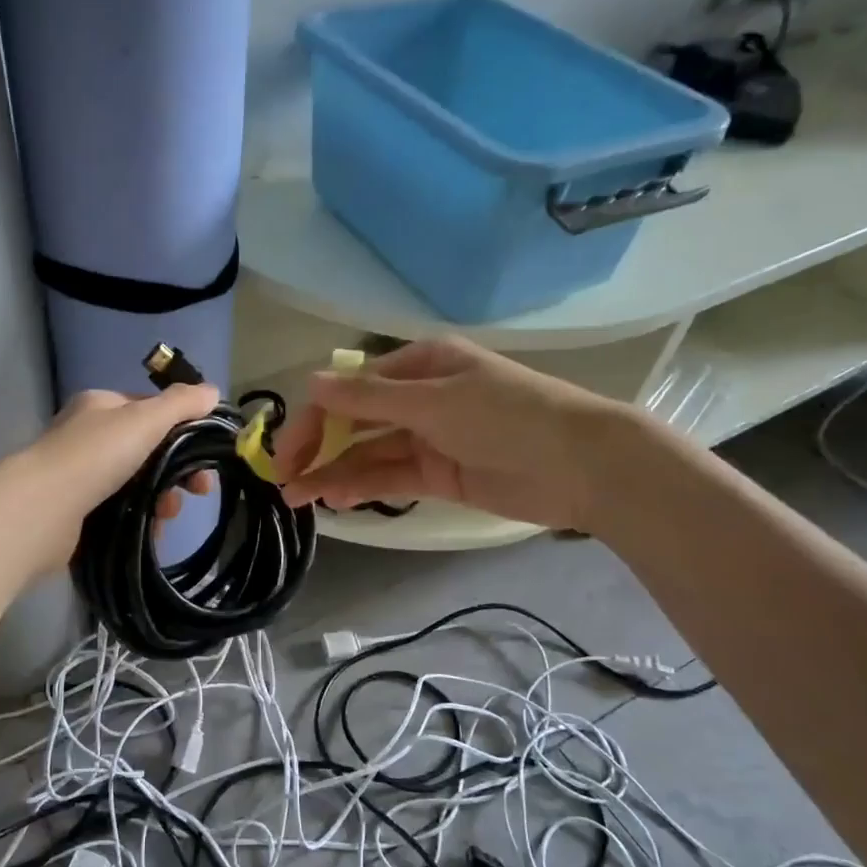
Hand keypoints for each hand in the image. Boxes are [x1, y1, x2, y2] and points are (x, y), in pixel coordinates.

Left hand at [13, 385, 219, 569]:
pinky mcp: (78, 512)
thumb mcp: (144, 419)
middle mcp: (88, 436)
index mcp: (100, 406)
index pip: (150, 410)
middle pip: (148, 450)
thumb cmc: (95, 456)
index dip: (183, 429)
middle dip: (177, 470)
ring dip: (162, 498)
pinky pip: (122, 512)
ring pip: (138, 484)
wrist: (41, 512)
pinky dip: (142, 520)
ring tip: (168, 514)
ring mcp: (81, 475)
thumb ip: (180, 404)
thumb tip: (212, 391)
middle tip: (198, 490)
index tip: (207, 454)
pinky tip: (153, 531)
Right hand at [271, 337, 646, 532]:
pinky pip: (390, 477)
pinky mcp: (439, 473)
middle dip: (316, 448)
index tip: (286, 452)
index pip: (349, 389)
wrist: (582, 465)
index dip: (313, 418)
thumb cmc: (507, 416)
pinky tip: (335, 500)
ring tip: (297, 498)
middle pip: (353, 421)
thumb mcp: (434, 401)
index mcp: (417, 365)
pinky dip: (362, 486)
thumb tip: (310, 381)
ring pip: (367, 453)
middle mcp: (418, 397)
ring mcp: (428, 437)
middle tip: (283, 479)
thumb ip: (368, 398)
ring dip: (332, 472)